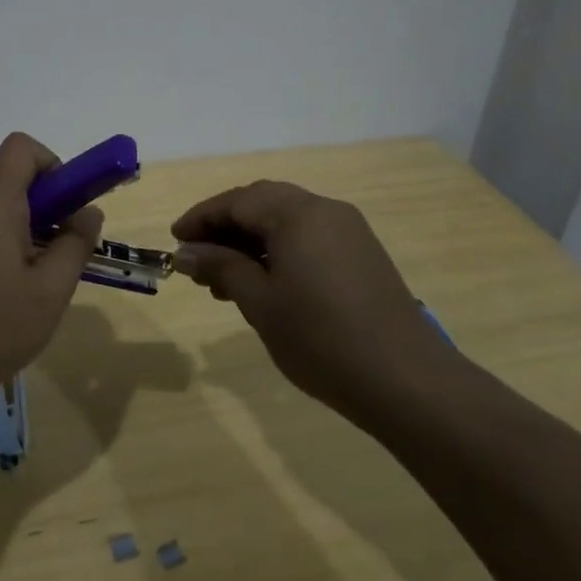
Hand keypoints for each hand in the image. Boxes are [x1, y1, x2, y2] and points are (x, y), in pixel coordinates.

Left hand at [0, 133, 102, 403]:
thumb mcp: (49, 291)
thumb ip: (75, 245)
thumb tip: (88, 212)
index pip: (22, 147)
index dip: (54, 165)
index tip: (70, 207)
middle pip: (11, 176)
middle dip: (48, 201)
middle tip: (64, 246)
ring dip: (28, 227)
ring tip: (41, 278)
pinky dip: (5, 246)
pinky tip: (11, 297)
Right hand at [170, 181, 450, 422]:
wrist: (405, 379)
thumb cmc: (321, 339)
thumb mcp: (260, 302)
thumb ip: (221, 267)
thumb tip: (187, 252)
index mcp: (297, 214)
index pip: (237, 201)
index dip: (201, 218)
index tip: (175, 241)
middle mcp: (325, 209)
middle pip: (263, 202)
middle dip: (226, 226)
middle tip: (198, 258)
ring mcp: (349, 230)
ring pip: (287, 220)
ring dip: (252, 239)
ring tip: (224, 280)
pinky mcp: (362, 253)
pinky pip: (309, 236)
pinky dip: (279, 249)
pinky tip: (265, 282)